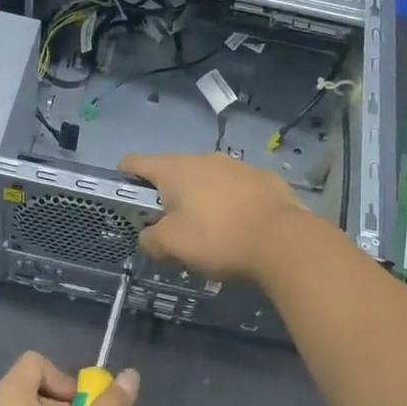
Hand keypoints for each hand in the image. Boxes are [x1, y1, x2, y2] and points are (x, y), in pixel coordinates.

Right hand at [122, 151, 306, 281]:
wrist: (283, 242)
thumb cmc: (218, 239)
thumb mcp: (171, 247)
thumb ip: (150, 240)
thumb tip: (149, 235)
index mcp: (175, 169)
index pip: (134, 161)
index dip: (123, 178)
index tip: (127, 201)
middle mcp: (204, 158)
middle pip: (172, 173)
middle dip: (167, 198)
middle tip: (173, 230)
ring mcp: (237, 165)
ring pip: (206, 180)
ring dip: (201, 200)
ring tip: (211, 233)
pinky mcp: (264, 178)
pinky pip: (236, 188)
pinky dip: (230, 203)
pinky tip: (240, 228)